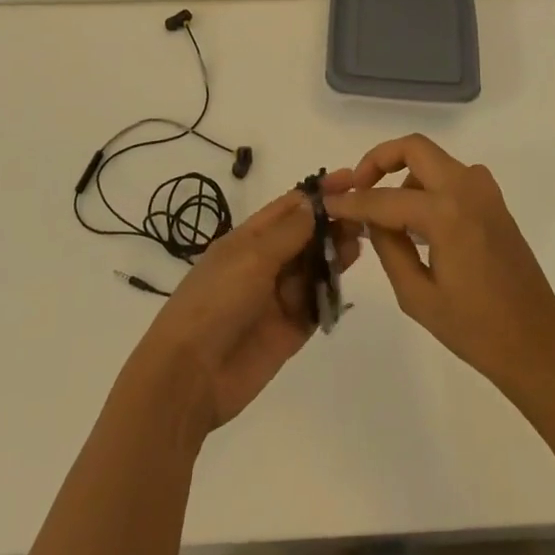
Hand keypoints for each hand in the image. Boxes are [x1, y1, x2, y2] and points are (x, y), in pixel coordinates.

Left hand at [129, 176, 360, 436]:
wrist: (191, 374)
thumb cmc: (216, 301)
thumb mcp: (251, 257)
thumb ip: (289, 232)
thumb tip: (314, 202)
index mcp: (248, 239)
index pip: (288, 208)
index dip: (318, 193)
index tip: (351, 180)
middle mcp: (264, 263)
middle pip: (305, 236)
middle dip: (332, 223)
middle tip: (363, 215)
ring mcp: (278, 297)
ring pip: (314, 267)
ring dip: (335, 253)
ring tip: (360, 241)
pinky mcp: (290, 329)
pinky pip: (316, 303)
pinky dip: (331, 290)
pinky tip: (347, 277)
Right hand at [325, 134, 554, 400]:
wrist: (538, 346)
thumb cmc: (476, 330)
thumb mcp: (417, 296)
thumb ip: (388, 247)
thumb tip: (370, 219)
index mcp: (446, 213)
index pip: (384, 198)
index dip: (351, 202)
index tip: (326, 203)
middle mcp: (466, 188)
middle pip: (414, 148)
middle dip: (379, 160)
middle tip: (357, 187)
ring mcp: (485, 191)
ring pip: (433, 160)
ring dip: (404, 174)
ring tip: (385, 215)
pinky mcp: (494, 201)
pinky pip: (451, 176)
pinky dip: (427, 185)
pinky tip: (417, 223)